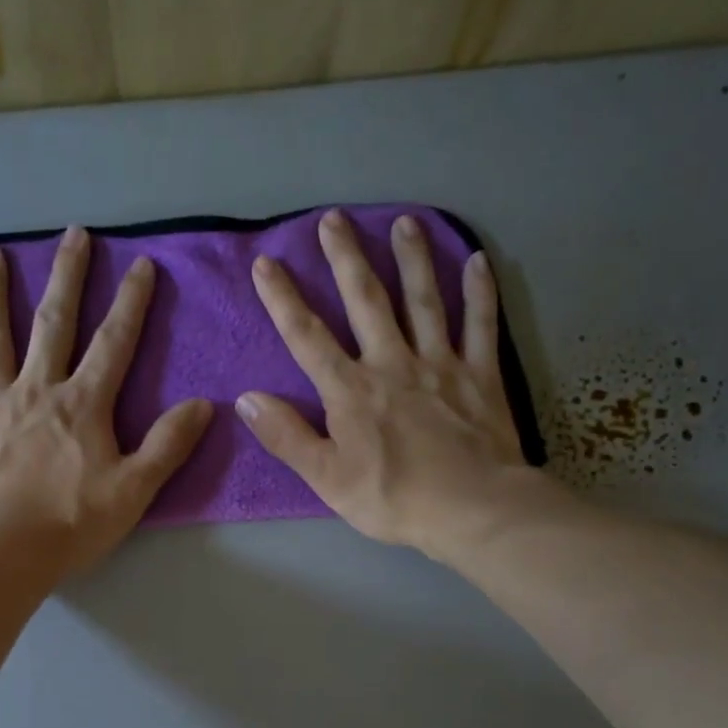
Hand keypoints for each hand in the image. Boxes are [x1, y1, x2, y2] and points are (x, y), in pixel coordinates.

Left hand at [0, 226, 212, 574]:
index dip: (131, 302)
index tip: (141, 265)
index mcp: (83, 404)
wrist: (1, 553)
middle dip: (68, 277)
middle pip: (54, 322)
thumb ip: (168, 445)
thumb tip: (204, 404)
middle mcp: (37, 387)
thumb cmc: (71, 524)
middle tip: (73, 234)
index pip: (114, 342)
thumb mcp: (134, 490)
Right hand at [237, 209, 559, 561]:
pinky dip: (480, 292)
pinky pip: (481, 324)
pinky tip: (479, 260)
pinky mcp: (480, 374)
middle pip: (366, 301)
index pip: (308, 337)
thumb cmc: (393, 499)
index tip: (267, 263)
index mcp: (351, 391)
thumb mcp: (327, 478)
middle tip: (334, 218)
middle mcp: (393, 362)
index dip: (284, 299)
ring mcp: (441, 363)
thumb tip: (246, 399)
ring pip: (424, 300)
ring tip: (403, 221)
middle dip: (346, 258)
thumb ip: (286, 436)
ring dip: (412, 259)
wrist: (472, 509)